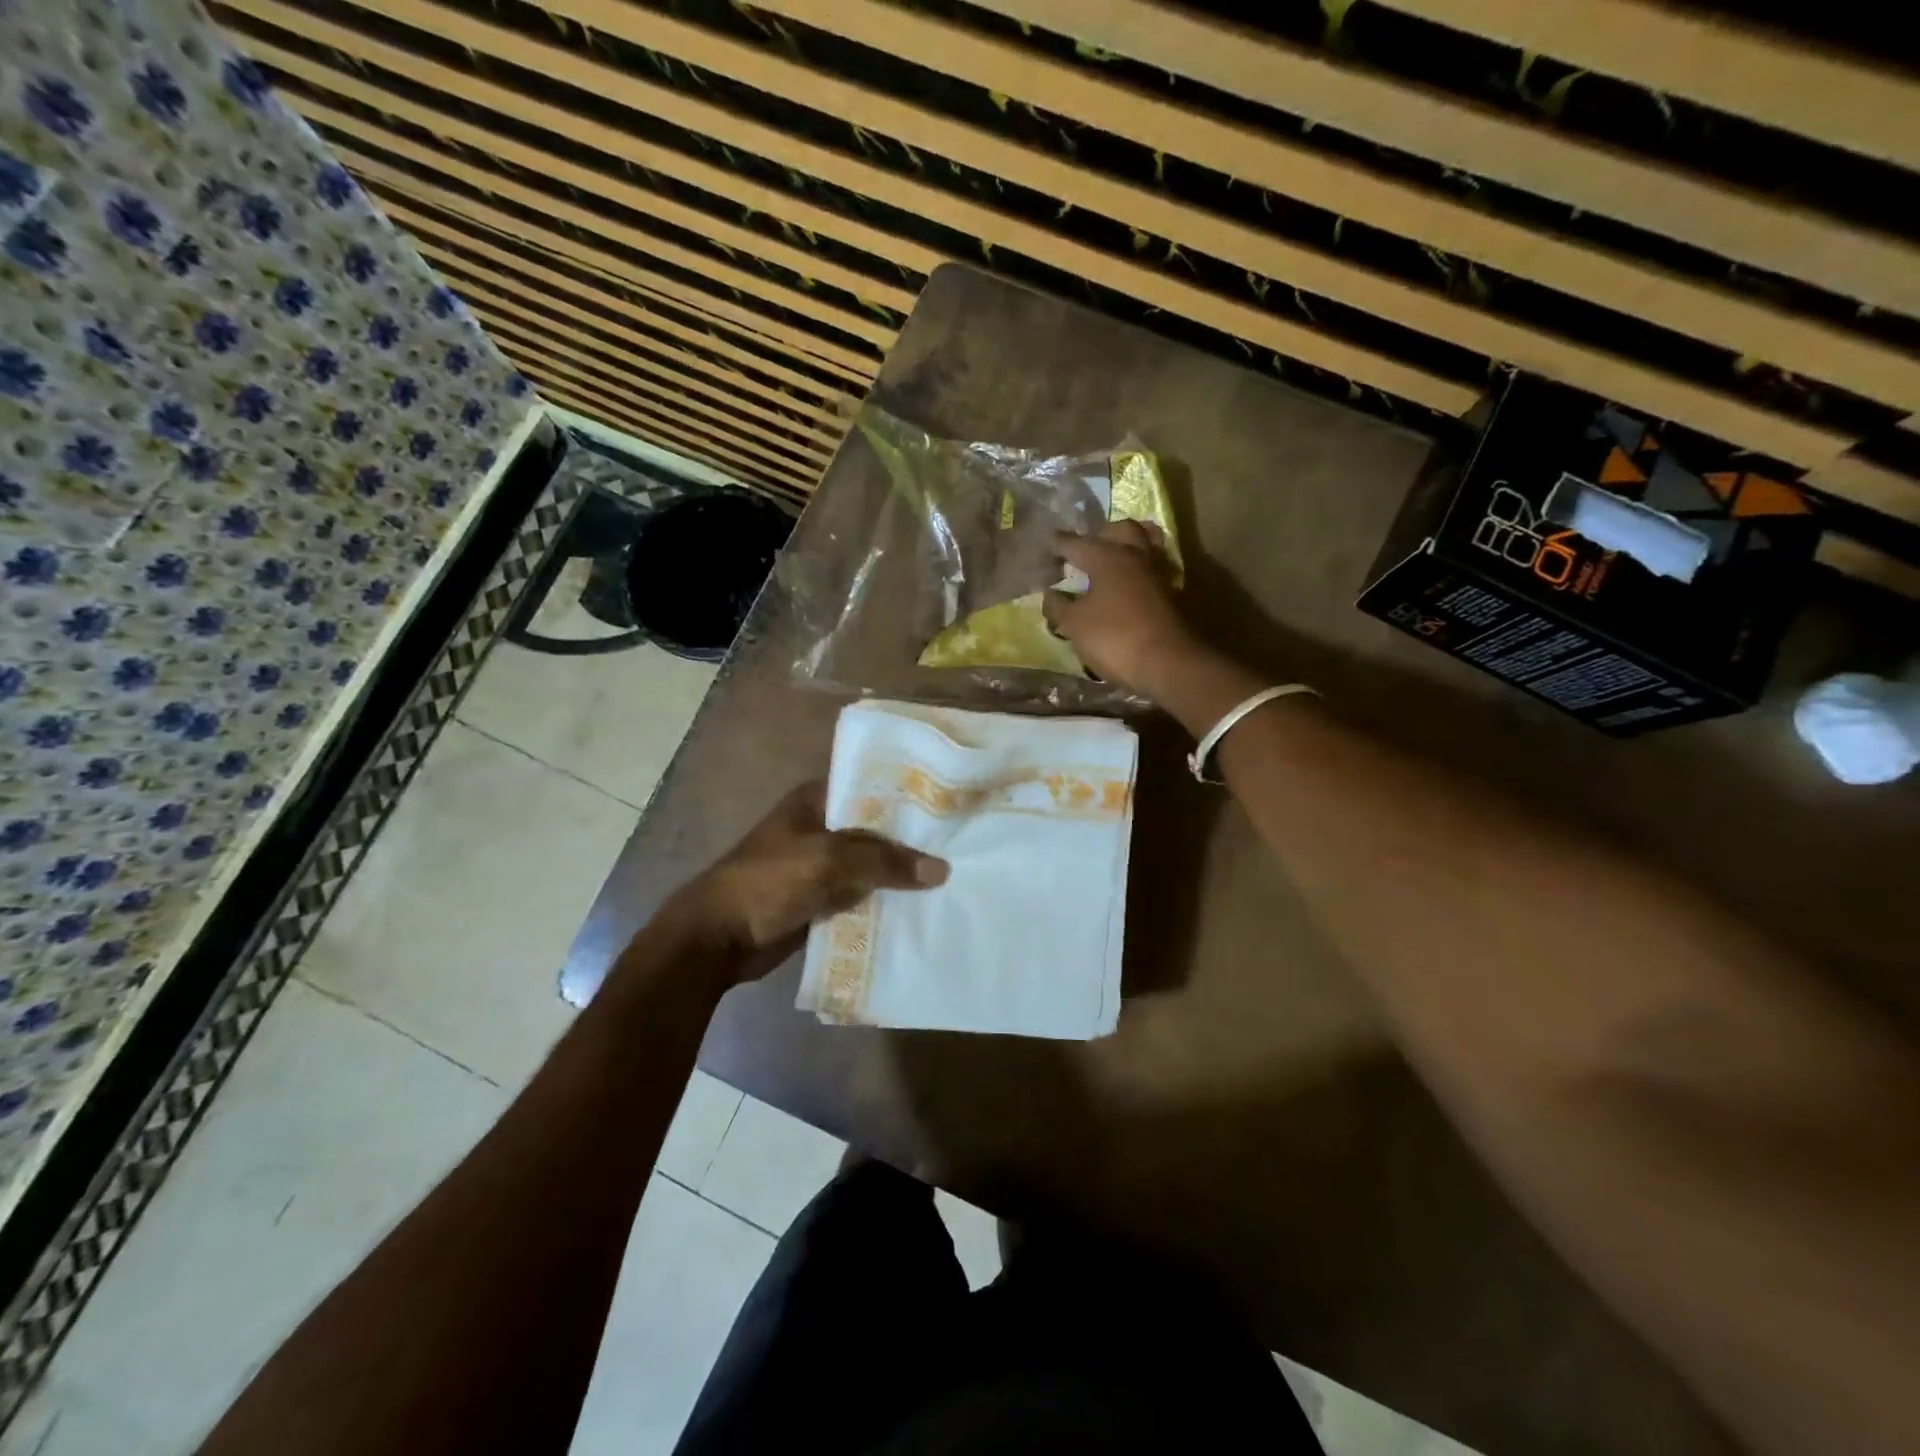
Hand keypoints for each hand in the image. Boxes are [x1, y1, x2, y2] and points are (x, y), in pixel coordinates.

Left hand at [676, 782, 947, 981]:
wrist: (718, 938)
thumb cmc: (768, 882)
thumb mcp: (829, 861)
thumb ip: (884, 862)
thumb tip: (941, 870)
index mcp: (817, 800)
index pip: (871, 787)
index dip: (909, 794)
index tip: (950, 802)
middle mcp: (822, 826)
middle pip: (877, 828)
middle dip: (912, 839)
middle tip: (963, 842)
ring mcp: (822, 864)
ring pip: (872, 865)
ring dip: (902, 874)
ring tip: (955, 875)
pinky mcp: (822, 898)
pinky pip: (862, 894)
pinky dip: (886, 900)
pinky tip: (923, 906)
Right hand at [1043, 520, 1200, 700]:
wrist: (1168, 663)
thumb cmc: (1114, 637)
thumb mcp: (1075, 625)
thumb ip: (1058, 606)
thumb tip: (1050, 594)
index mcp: (1107, 557)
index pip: (1075, 543)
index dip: (1056, 544)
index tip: (1044, 545)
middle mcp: (1135, 556)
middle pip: (1121, 529)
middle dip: (1101, 534)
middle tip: (1085, 548)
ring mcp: (1156, 574)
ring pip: (1144, 544)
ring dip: (1125, 547)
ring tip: (1108, 563)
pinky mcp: (1170, 594)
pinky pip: (1152, 569)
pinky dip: (1138, 570)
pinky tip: (1127, 586)